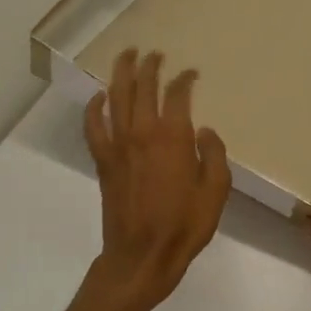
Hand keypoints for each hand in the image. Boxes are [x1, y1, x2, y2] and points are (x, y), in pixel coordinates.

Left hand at [83, 49, 230, 310]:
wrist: (141, 256)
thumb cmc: (184, 226)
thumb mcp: (216, 192)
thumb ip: (214, 155)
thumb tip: (203, 130)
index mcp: (173, 138)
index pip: (177, 95)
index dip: (185, 79)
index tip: (192, 74)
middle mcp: (142, 133)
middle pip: (143, 87)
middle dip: (150, 66)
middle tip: (155, 54)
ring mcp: (118, 145)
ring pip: (116, 97)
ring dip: (121, 73)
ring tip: (127, 56)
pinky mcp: (103, 160)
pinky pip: (93, 126)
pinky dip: (94, 108)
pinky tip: (99, 97)